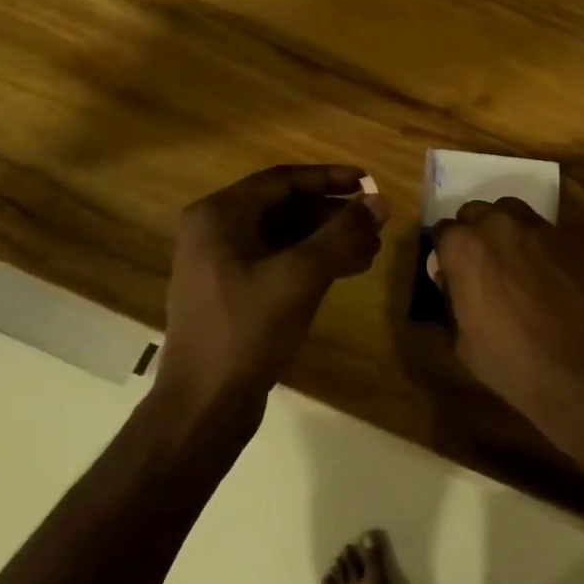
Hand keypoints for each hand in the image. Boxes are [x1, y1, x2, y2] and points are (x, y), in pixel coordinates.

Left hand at [158, 165, 387, 416]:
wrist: (204, 405)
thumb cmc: (248, 329)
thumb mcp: (301, 275)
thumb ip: (342, 234)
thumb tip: (379, 202)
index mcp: (219, 215)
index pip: (283, 180)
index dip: (329, 178)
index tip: (368, 182)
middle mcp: (215, 231)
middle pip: (285, 208)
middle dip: (333, 214)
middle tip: (375, 221)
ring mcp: (221, 264)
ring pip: (285, 237)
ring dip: (328, 240)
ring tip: (371, 249)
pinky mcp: (232, 292)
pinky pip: (278, 262)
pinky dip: (312, 262)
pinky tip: (348, 270)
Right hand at [430, 198, 583, 428]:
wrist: (582, 367)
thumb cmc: (512, 360)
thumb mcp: (462, 342)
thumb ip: (452, 300)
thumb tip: (452, 282)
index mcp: (463, 246)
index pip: (442, 233)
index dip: (445, 256)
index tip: (452, 277)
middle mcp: (496, 224)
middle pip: (474, 214)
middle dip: (473, 236)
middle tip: (481, 269)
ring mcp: (535, 227)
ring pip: (508, 213)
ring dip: (503, 231)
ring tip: (511, 264)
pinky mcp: (565, 237)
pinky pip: (539, 229)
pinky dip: (533, 243)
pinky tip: (541, 272)